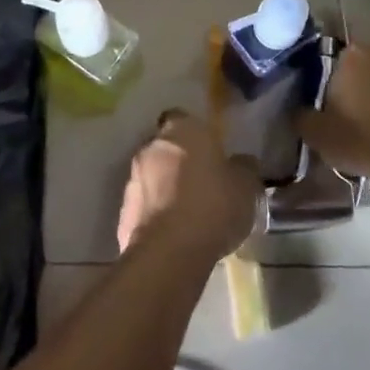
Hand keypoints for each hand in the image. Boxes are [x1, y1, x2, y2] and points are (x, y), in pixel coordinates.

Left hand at [117, 111, 261, 259]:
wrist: (170, 251)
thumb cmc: (213, 205)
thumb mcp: (245, 186)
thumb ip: (243, 168)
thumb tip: (242, 162)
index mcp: (182, 130)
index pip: (183, 118)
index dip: (195, 133)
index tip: (209, 150)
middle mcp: (151, 146)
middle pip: (165, 147)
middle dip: (179, 161)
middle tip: (201, 182)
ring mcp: (133, 178)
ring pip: (152, 176)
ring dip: (165, 188)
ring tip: (189, 212)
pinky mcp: (123, 210)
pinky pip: (144, 205)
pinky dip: (156, 214)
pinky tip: (174, 233)